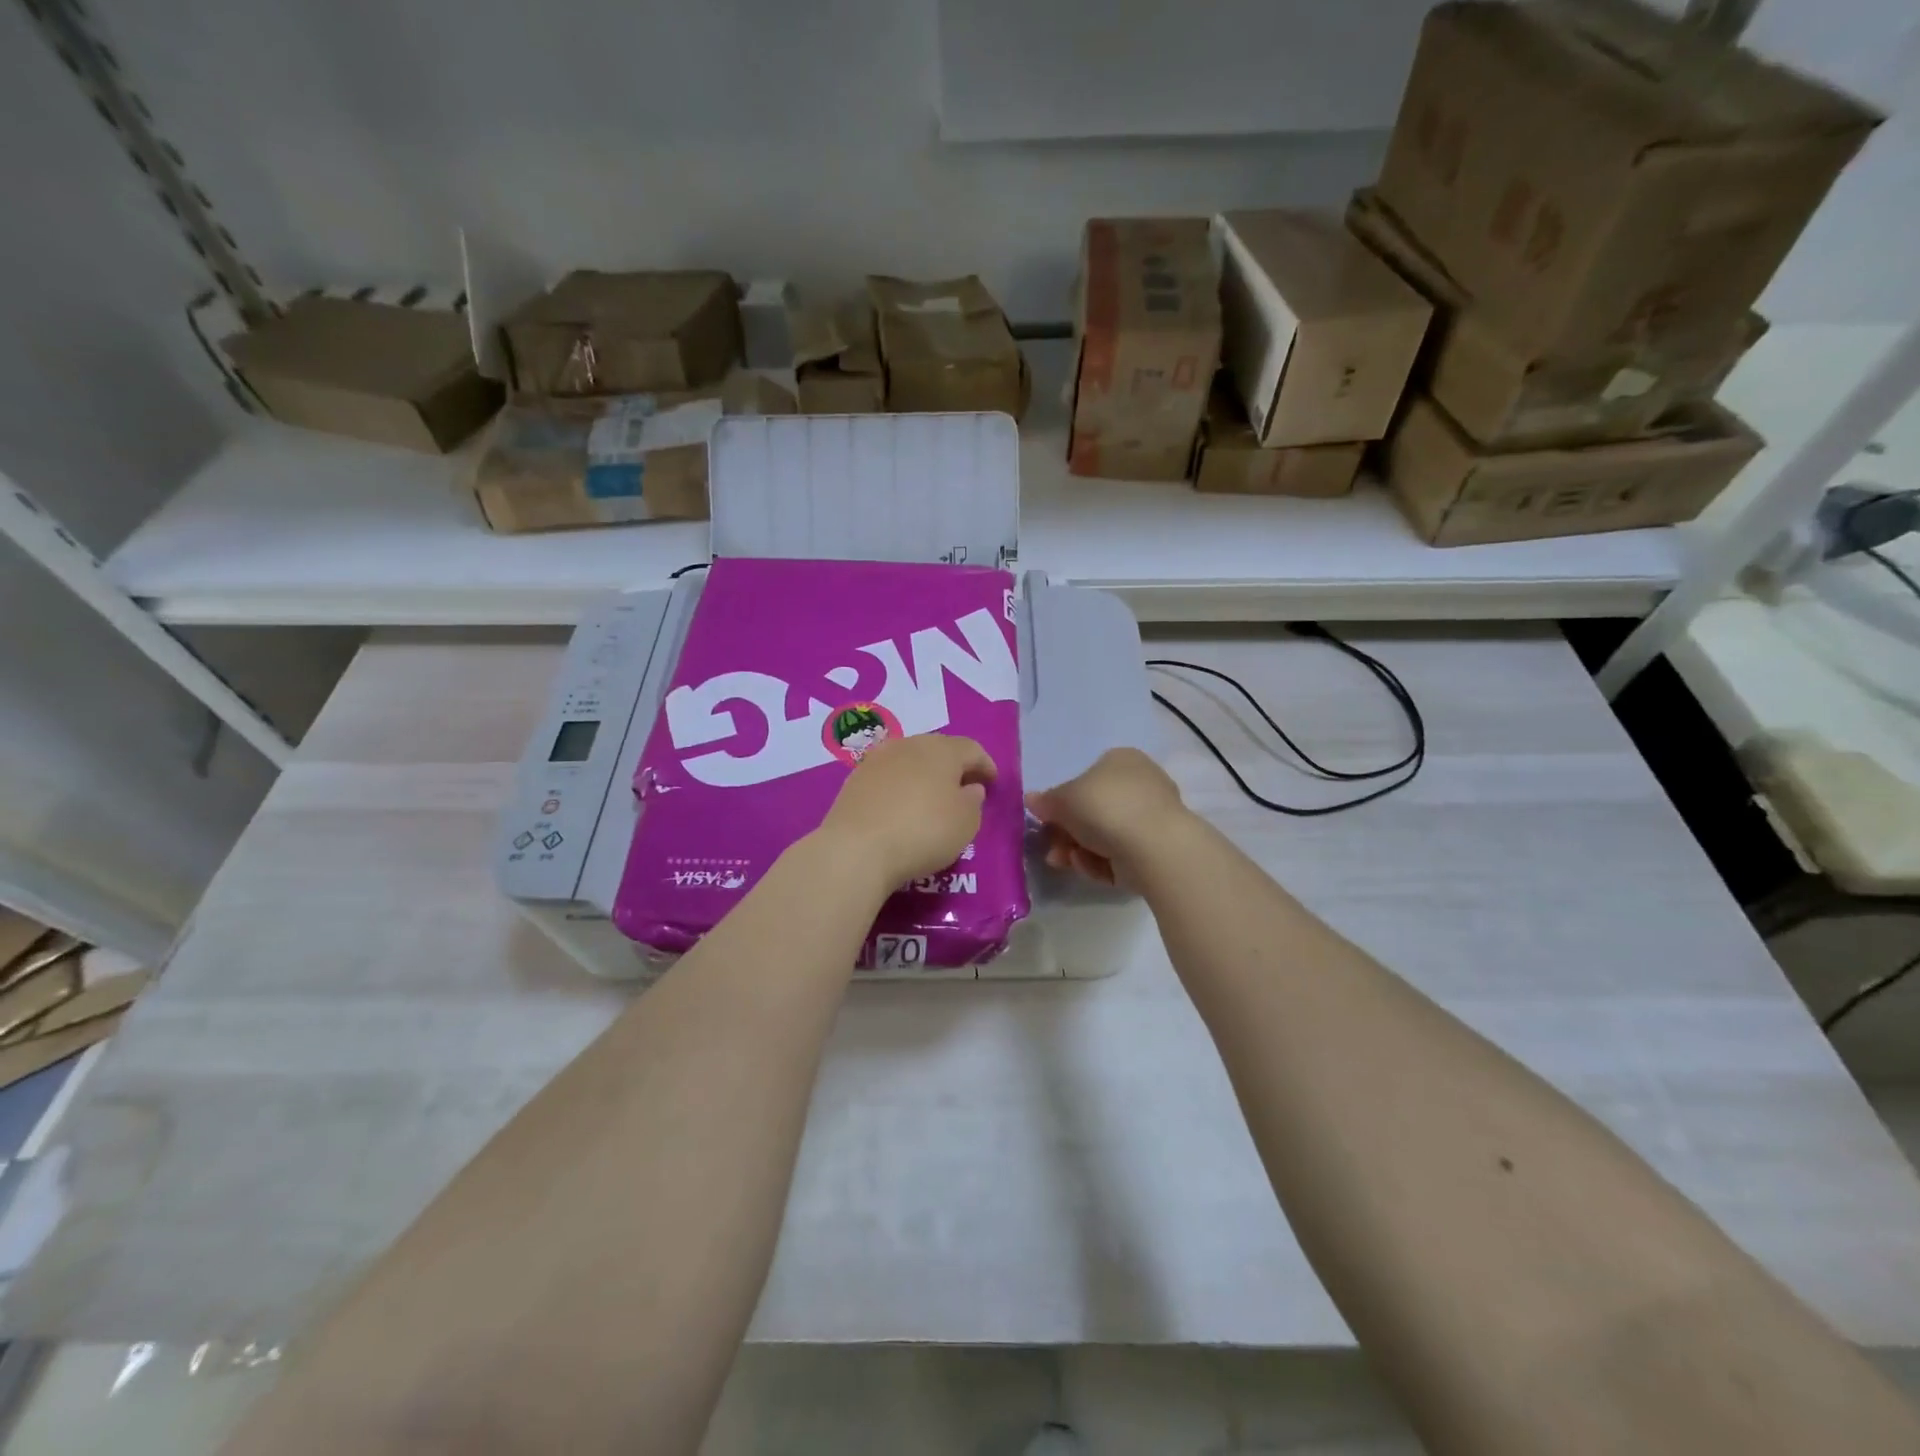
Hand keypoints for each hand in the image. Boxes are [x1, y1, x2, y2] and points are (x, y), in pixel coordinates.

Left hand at [815, 733, 997, 889]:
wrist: (856, 848)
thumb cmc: (923, 832)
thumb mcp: (966, 823)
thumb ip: (973, 801)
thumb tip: (969, 788)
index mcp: (942, 750)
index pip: (972, 749)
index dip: (986, 765)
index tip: (992, 783)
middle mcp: (909, 745)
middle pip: (939, 749)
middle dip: (954, 766)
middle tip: (965, 788)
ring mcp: (878, 759)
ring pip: (911, 760)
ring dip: (925, 775)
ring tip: (932, 798)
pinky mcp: (855, 779)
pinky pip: (888, 777)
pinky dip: (901, 787)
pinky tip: (902, 806)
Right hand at [1026, 748, 1188, 887]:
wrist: (1154, 847)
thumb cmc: (1105, 808)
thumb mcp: (1063, 799)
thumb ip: (1046, 801)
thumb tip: (1031, 799)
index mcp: (1121, 760)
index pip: (1086, 778)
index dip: (1063, 801)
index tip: (1046, 820)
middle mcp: (1140, 784)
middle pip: (1093, 811)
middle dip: (1067, 833)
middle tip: (1051, 848)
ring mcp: (1151, 818)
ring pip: (1103, 836)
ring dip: (1077, 850)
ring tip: (1063, 861)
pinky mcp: (1156, 849)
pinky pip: (1119, 854)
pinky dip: (1101, 862)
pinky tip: (1092, 867)